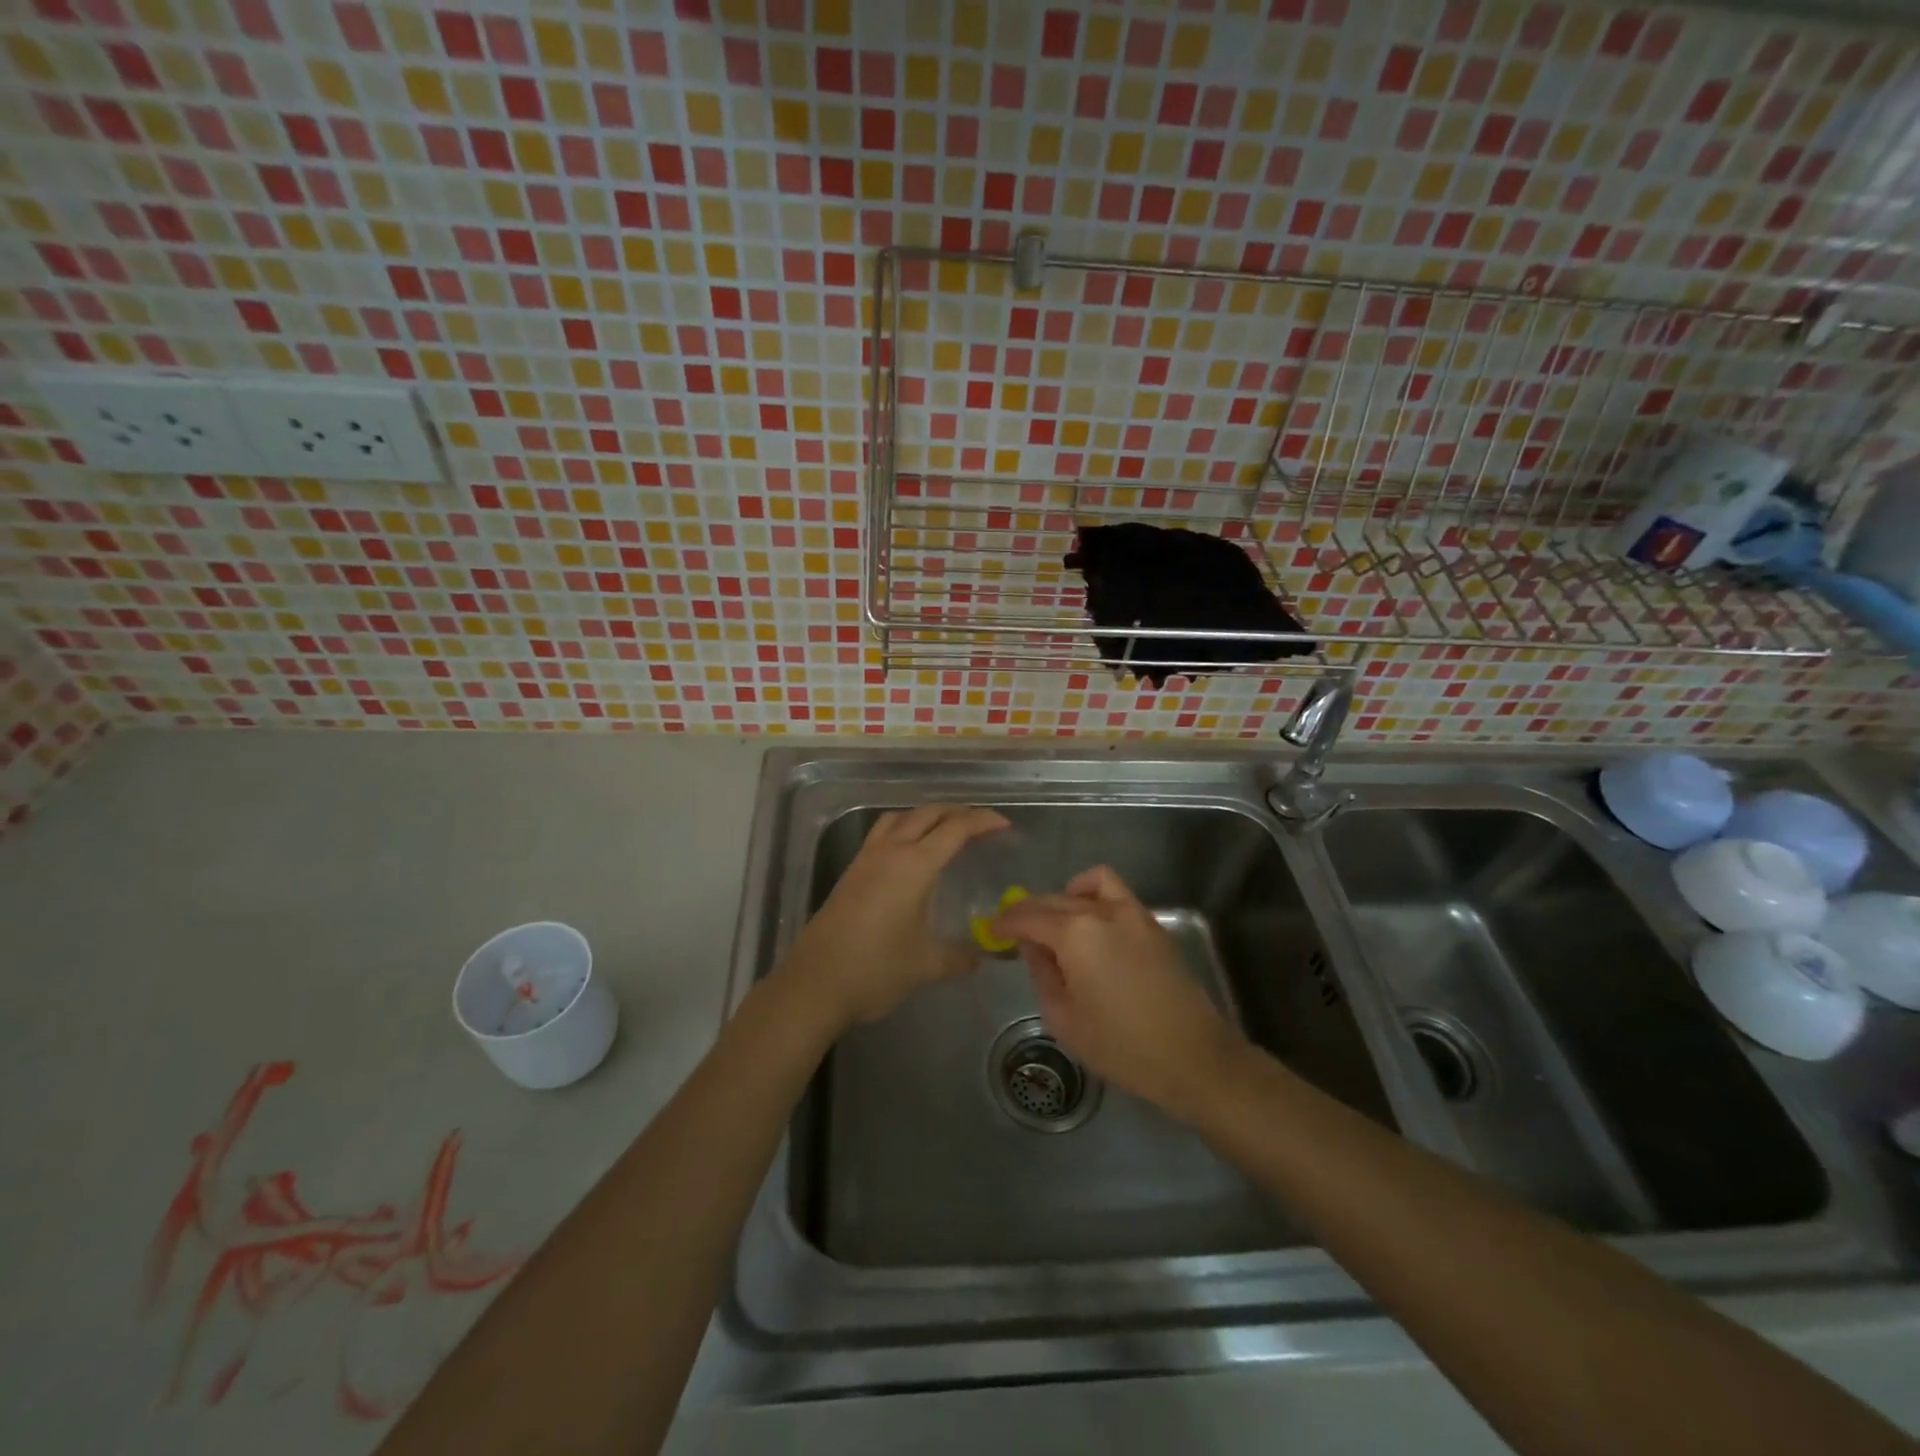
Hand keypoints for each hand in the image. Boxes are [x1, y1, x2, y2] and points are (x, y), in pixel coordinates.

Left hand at [782, 804, 1009, 1029]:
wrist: (815, 983)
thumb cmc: (876, 969)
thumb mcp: (927, 965)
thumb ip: (960, 957)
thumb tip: (983, 957)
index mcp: (914, 865)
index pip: (955, 829)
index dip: (982, 822)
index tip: (1004, 826)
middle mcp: (890, 851)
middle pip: (928, 814)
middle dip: (957, 813)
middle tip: (981, 827)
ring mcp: (866, 859)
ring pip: (901, 818)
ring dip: (927, 816)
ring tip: (946, 831)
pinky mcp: (851, 872)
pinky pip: (883, 833)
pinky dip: (904, 829)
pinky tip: (910, 854)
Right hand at [993, 866, 1246, 1121]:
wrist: (1193, 1056)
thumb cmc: (1122, 1046)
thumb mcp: (1065, 1019)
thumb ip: (1042, 974)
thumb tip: (1032, 946)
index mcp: (1075, 934)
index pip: (1028, 917)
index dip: (1005, 924)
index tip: (991, 932)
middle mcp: (1101, 912)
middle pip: (1053, 899)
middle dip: (1029, 912)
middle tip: (1014, 932)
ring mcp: (1132, 913)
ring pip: (1087, 885)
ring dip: (1064, 897)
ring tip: (1055, 923)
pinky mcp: (1152, 924)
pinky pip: (1115, 894)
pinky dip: (1094, 897)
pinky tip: (1090, 926)